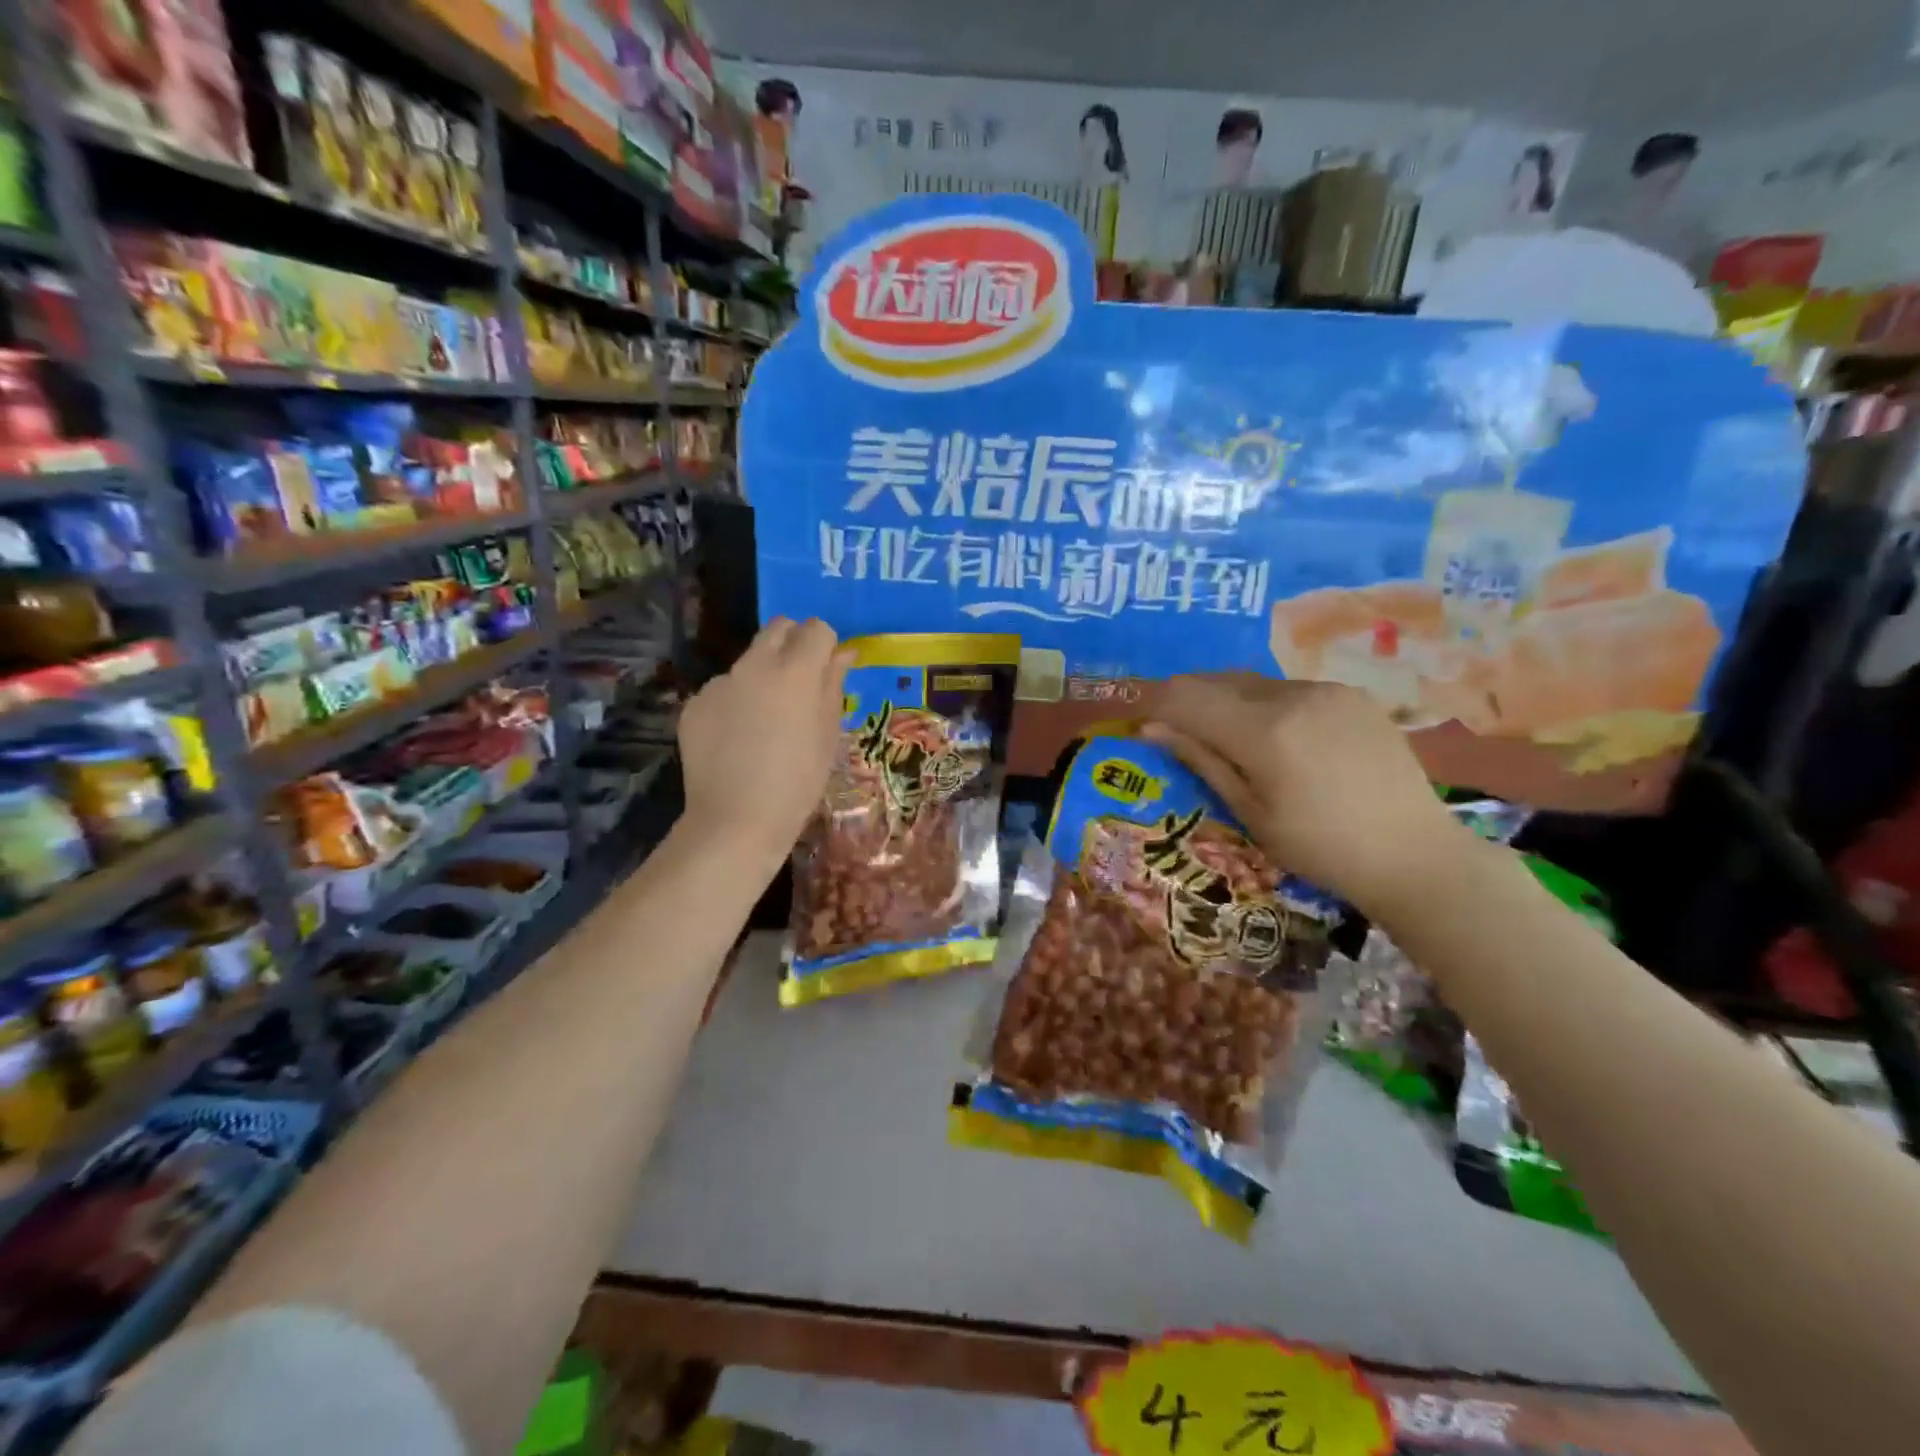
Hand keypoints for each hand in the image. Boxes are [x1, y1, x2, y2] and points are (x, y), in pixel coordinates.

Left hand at [677, 618, 850, 871]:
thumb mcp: (829, 735)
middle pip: (777, 628)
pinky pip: (722, 690)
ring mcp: (719, 683)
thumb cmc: (798, 782)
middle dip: (793, 643)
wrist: (737, 820)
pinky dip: (734, 703)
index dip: (825, 645)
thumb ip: (833, 685)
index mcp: (796, 671)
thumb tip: (843, 654)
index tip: (827, 671)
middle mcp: (755, 665)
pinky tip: (736, 740)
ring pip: (747, 661)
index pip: (816, 629)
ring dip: (761, 676)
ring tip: (764, 721)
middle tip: (799, 681)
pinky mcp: (694, 704)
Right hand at [1144, 674, 1464, 914]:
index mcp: (1264, 731)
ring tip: (1226, 737)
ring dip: (1227, 701)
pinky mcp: (1350, 695)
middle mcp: (1293, 696)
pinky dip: (1265, 705)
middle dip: (1188, 699)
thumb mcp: (1250, 812)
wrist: (1414, 853)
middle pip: (1218, 680)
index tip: (1142, 723)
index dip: (1156, 705)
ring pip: (1253, 683)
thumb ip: (1201, 760)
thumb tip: (1151, 729)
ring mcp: (1326, 690)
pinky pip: (1288, 689)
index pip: (1187, 697)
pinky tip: (1276, 737)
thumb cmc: (1320, 847)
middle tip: (1176, 730)